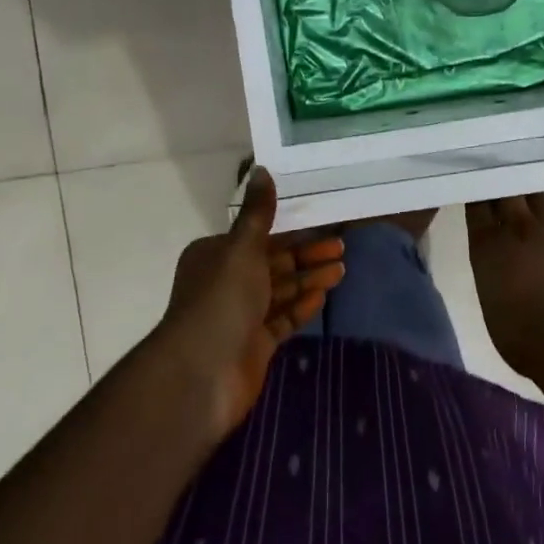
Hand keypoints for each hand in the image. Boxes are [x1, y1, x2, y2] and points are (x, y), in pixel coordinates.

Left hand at [160, 167, 343, 439]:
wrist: (201, 374)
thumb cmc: (221, 300)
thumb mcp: (242, 248)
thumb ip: (258, 213)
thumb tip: (262, 169)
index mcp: (216, 254)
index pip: (260, 236)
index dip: (291, 229)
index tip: (322, 222)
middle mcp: (226, 282)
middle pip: (274, 263)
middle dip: (307, 255)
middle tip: (342, 247)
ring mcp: (240, 316)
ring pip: (281, 290)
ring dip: (310, 279)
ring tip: (342, 269)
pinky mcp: (254, 345)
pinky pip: (282, 320)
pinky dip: (301, 307)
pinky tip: (323, 297)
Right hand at [467, 193, 543, 377]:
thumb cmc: (519, 335)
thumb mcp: (489, 298)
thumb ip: (491, 268)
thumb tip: (500, 260)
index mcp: (487, 246)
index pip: (477, 206)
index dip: (478, 196)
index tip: (478, 191)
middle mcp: (518, 228)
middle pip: (507, 193)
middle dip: (504, 188)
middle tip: (503, 187)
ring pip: (539, 199)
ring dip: (532, 202)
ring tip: (531, 205)